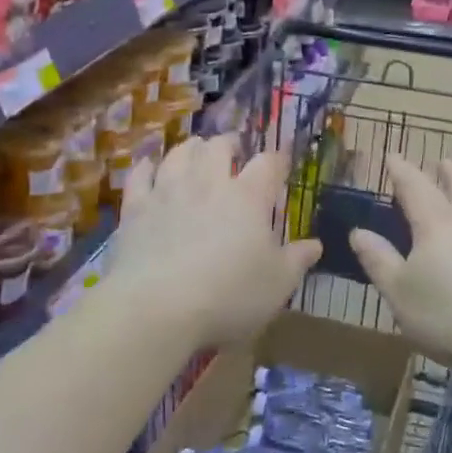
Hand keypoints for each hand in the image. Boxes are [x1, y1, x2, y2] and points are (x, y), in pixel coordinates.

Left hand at [111, 136, 320, 348]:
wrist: (156, 308)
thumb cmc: (228, 296)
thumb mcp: (276, 284)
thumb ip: (297, 260)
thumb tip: (316, 245)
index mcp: (248, 197)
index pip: (267, 164)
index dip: (276, 160)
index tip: (281, 163)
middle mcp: (208, 183)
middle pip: (218, 147)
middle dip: (229, 143)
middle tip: (234, 148)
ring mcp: (168, 192)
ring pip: (179, 154)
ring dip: (191, 148)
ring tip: (196, 149)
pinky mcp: (135, 209)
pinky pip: (140, 176)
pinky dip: (146, 167)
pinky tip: (149, 166)